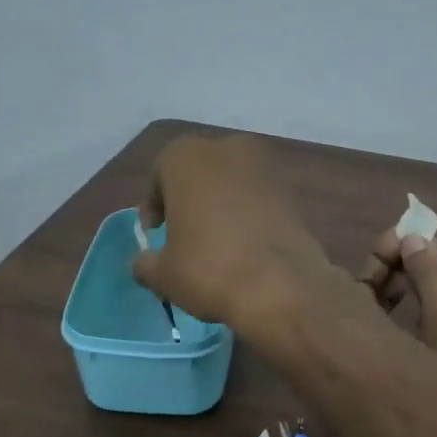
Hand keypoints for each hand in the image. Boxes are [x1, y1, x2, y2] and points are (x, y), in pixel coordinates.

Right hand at [133, 134, 337, 330]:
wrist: (281, 287)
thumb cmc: (209, 269)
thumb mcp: (162, 274)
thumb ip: (145, 262)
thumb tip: (144, 262)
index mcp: (187, 157)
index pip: (160, 174)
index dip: (155, 205)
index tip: (155, 232)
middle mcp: (228, 149)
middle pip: (199, 173)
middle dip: (190, 200)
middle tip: (184, 235)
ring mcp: (266, 168)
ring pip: (232, 185)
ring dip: (222, 207)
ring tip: (217, 245)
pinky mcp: (292, 193)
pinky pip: (259, 200)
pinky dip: (249, 216)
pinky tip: (246, 248)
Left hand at [357, 227, 436, 398]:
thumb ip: (430, 280)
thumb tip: (411, 239)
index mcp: (362, 340)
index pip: (358, 287)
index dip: (380, 257)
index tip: (403, 234)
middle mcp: (370, 354)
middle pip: (381, 301)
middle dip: (411, 274)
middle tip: (433, 247)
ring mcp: (395, 369)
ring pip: (411, 321)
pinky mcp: (421, 380)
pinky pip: (428, 342)